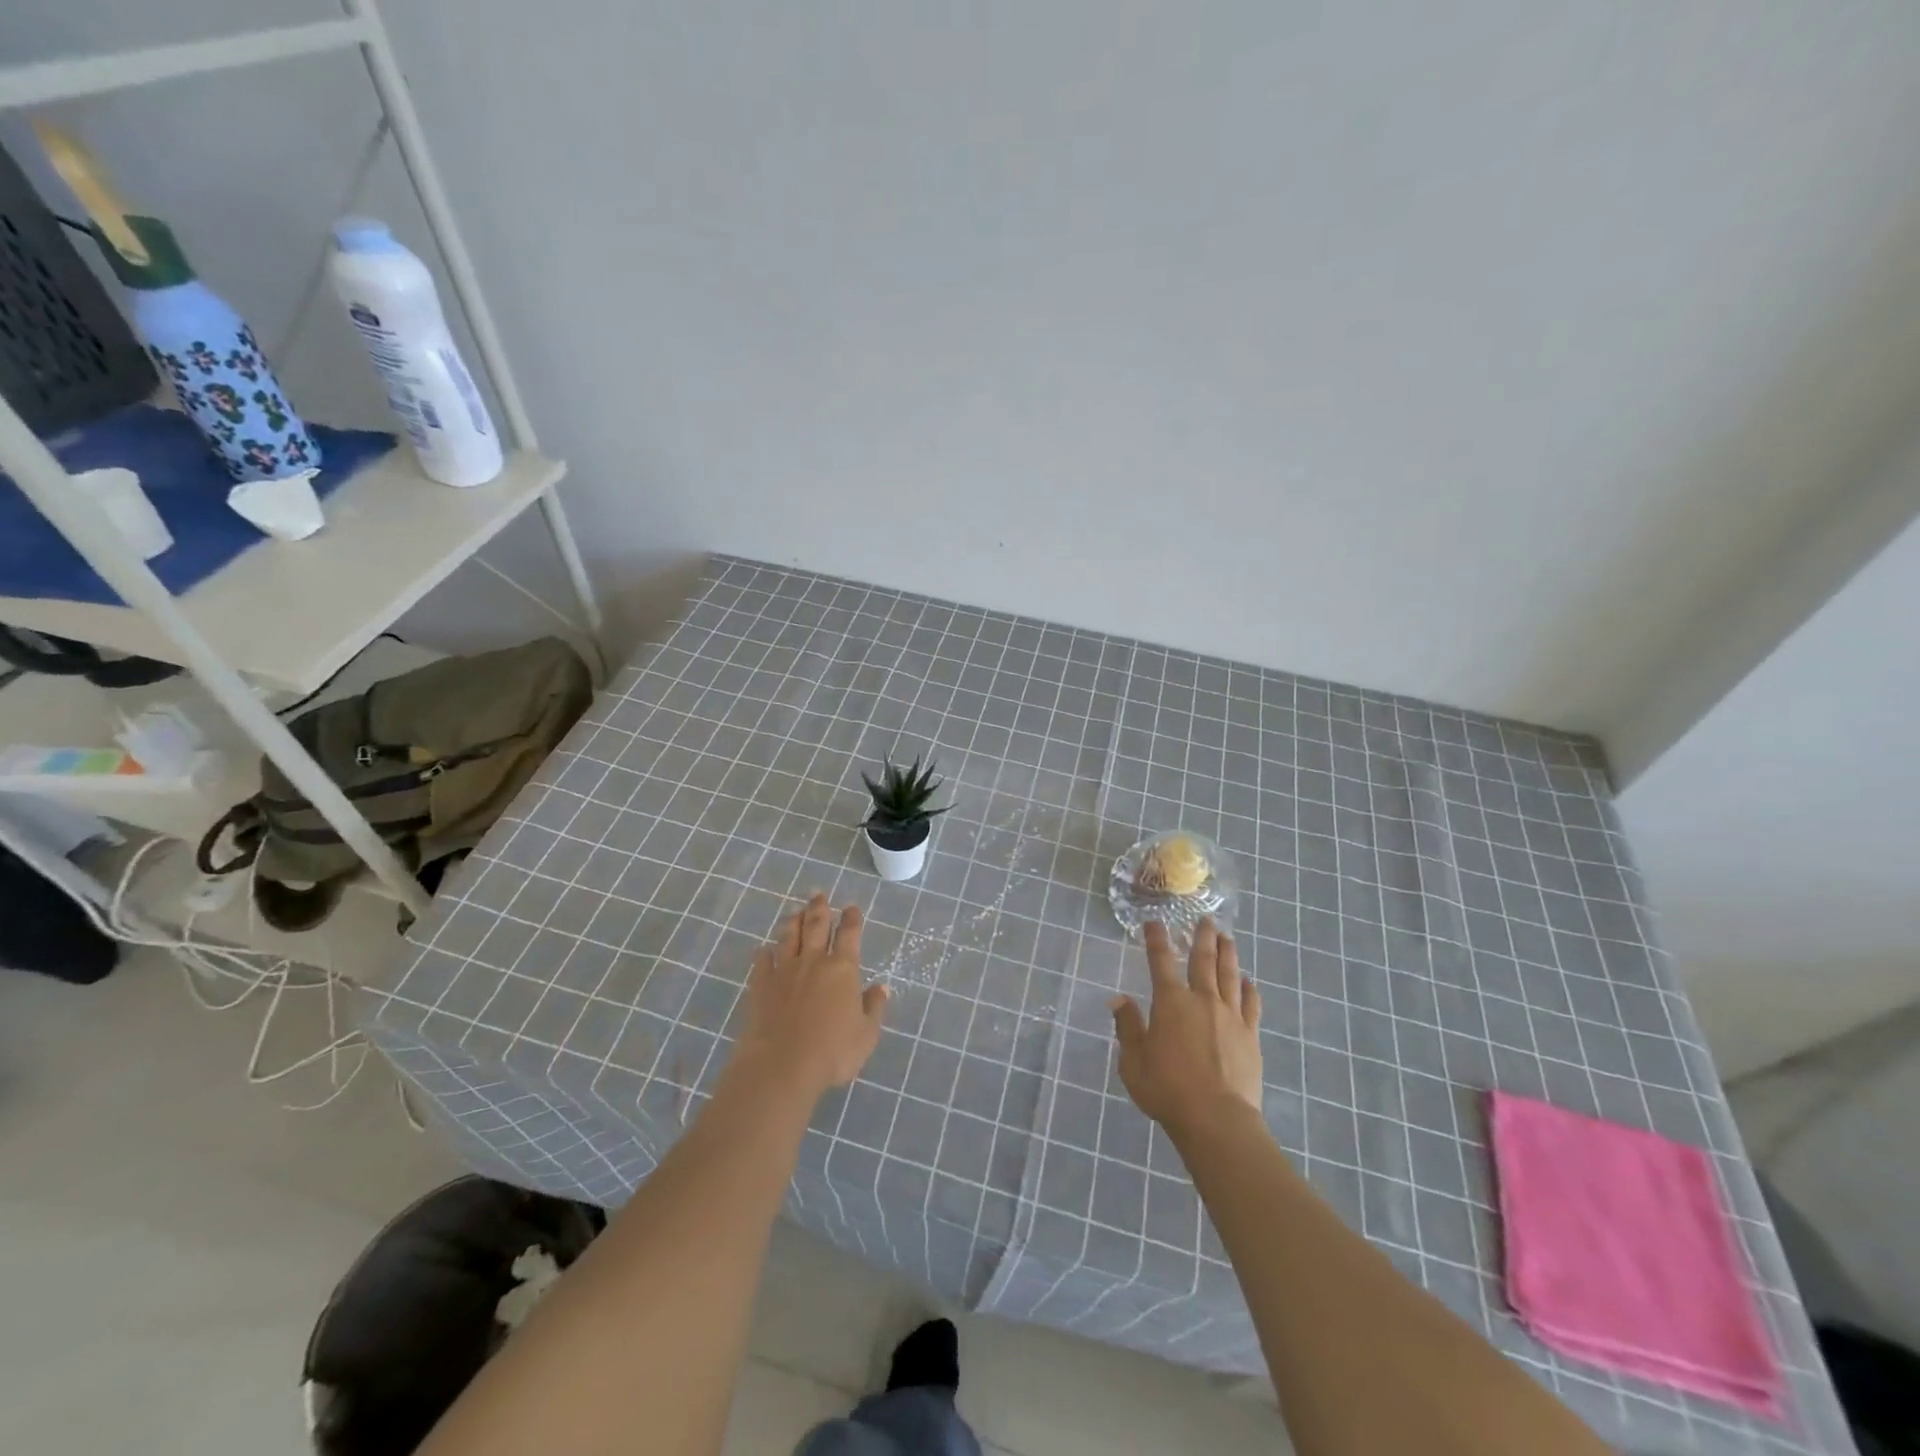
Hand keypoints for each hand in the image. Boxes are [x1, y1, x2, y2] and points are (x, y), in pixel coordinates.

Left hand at [731, 892, 888, 1102]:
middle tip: (818, 894)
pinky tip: (764, 949)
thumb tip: (881, 988)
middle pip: (816, 926)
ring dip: (793, 921)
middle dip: (819, 908)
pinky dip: (764, 953)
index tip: (851, 907)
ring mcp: (784, 971)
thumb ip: (874, 1008)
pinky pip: (762, 962)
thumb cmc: (832, 1052)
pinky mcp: (761, 985)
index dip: (851, 919)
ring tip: (795, 911)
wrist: (782, 1065)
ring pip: (789, 936)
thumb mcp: (866, 1035)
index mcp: (843, 969)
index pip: (849, 934)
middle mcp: (814, 961)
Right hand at [1110, 919, 1262, 1139]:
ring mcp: (1230, 1016)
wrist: (1216, 1119)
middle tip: (1206, 920)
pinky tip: (1249, 981)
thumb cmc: (1167, 1090)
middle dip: (1202, 936)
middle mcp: (1202, 999)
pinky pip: (1251, 1004)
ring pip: (1230, 975)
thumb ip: (1128, 1027)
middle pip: (1203, 959)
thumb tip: (1119, 1000)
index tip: (1155, 922)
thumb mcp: (1133, 1061)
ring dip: (1228, 953)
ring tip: (1227, 938)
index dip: (1157, 939)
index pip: (1161, 961)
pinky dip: (1250, 988)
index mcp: (1170, 1002)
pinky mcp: (1250, 1035)